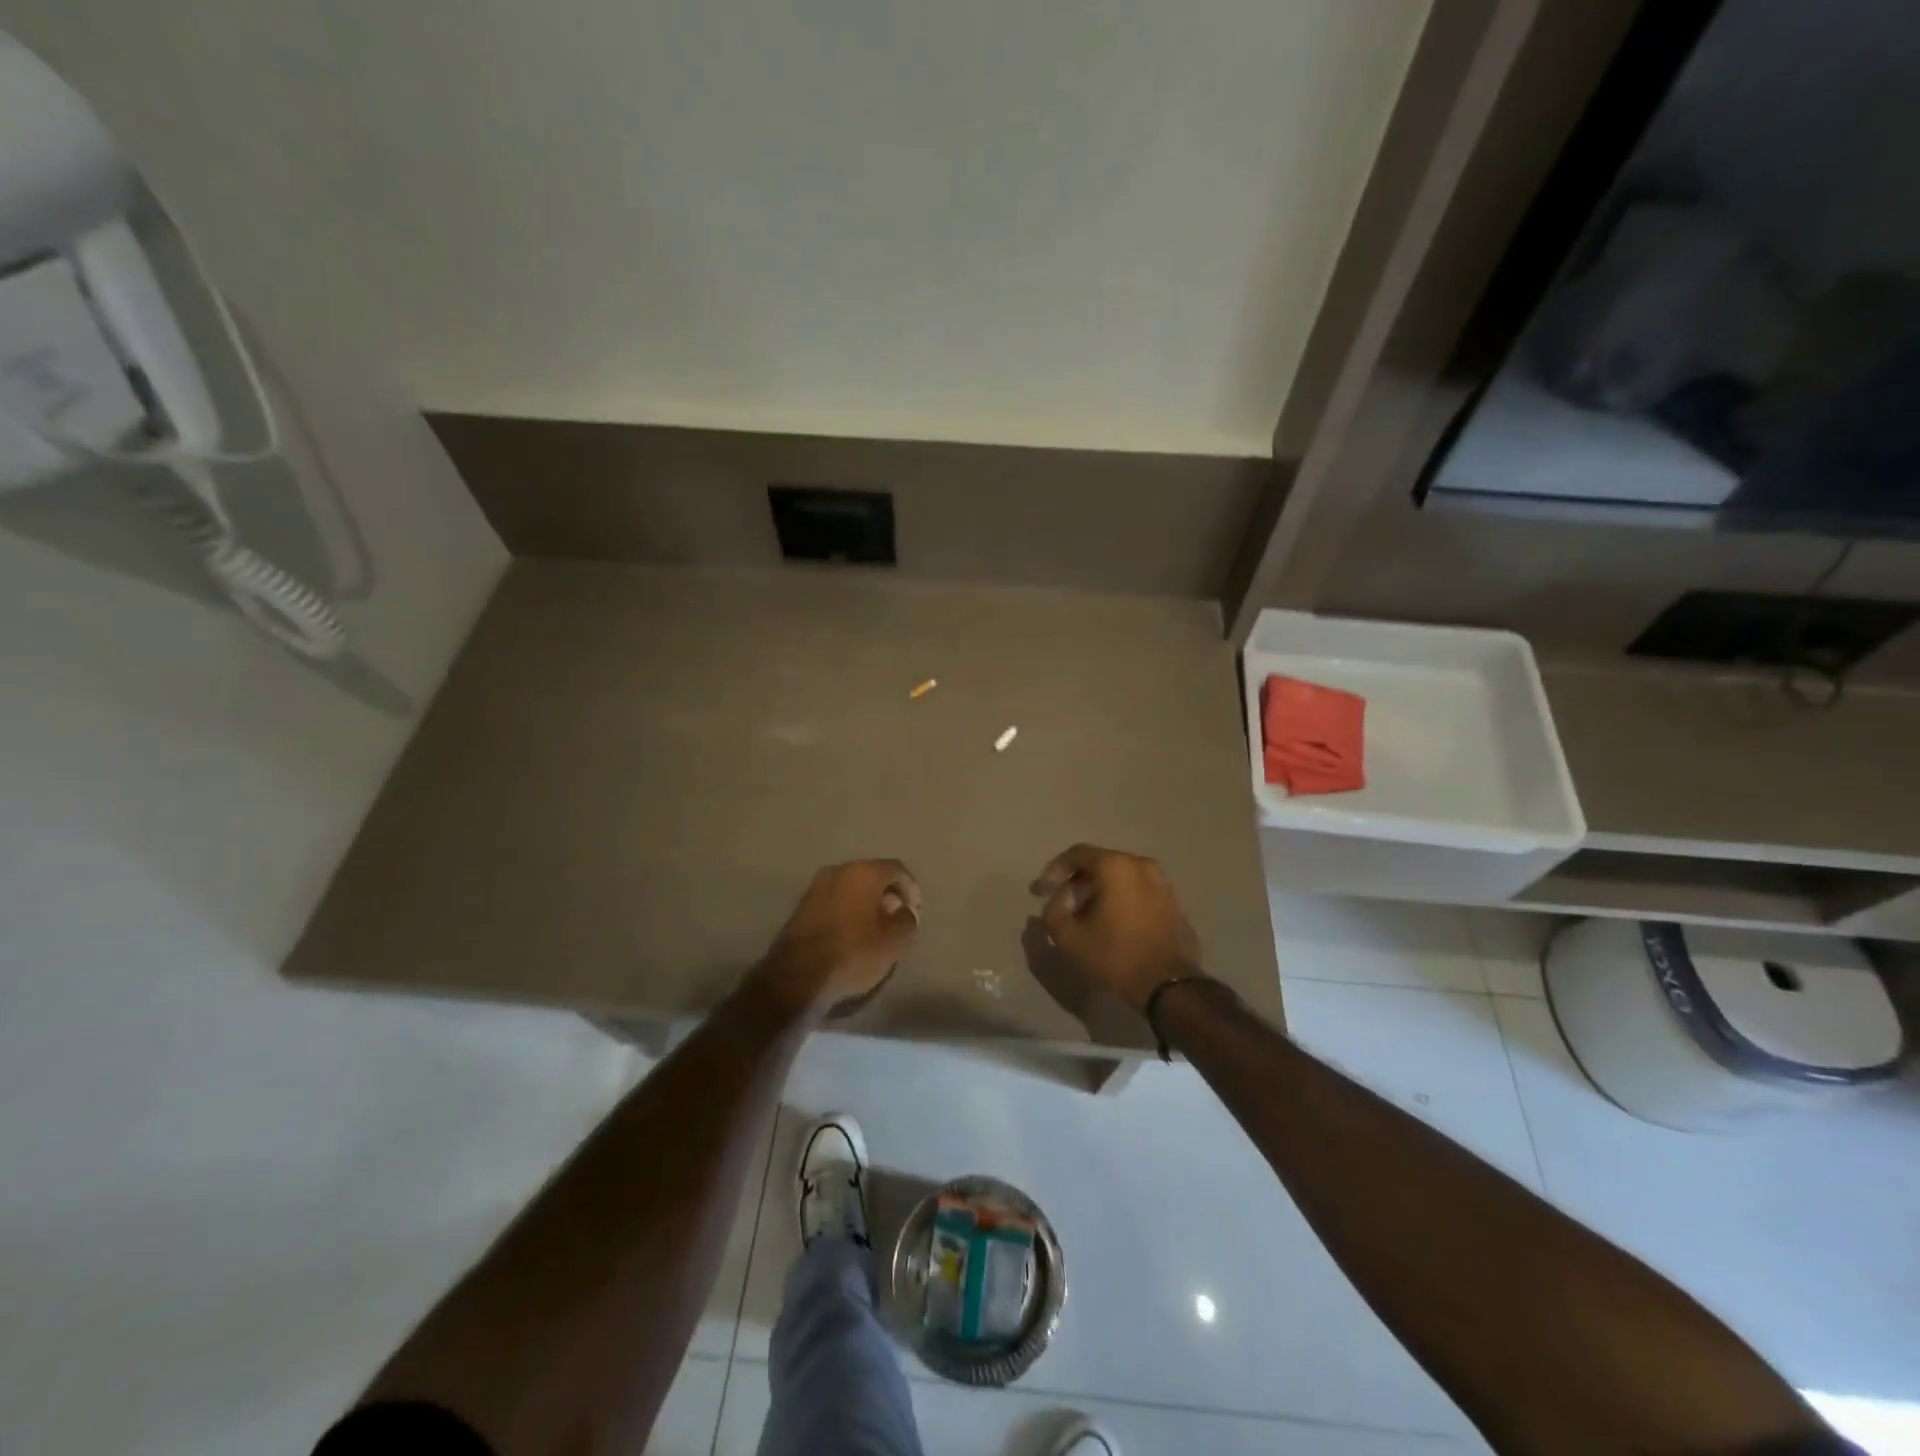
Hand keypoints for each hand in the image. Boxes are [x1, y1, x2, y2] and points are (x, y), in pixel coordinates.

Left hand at [758, 859, 921, 1016]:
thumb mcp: (894, 941)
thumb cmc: (853, 952)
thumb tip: (904, 911)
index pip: (897, 869)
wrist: (797, 975)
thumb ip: (907, 920)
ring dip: (866, 903)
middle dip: (887, 894)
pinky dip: (848, 911)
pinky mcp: (802, 906)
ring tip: (875, 928)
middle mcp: (838, 870)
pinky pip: (835, 901)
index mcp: (863, 872)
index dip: (910, 888)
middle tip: (896, 918)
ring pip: (851, 888)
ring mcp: (816, 887)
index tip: (914, 911)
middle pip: (872, 875)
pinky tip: (852, 934)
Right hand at [1031, 844, 1200, 1011]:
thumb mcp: (1069, 938)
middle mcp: (1142, 866)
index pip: (1077, 854)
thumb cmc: (1115, 956)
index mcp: (1116, 866)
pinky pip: (1140, 892)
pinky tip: (1114, 925)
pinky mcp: (1174, 904)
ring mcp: (1163, 884)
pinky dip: (1123, 901)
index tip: (1042, 891)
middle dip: (1078, 882)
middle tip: (1064, 904)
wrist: (1169, 987)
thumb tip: (1055, 903)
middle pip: (1101, 864)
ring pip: (1122, 878)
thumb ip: (1052, 913)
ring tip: (1088, 916)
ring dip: (1101, 891)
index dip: (1054, 870)